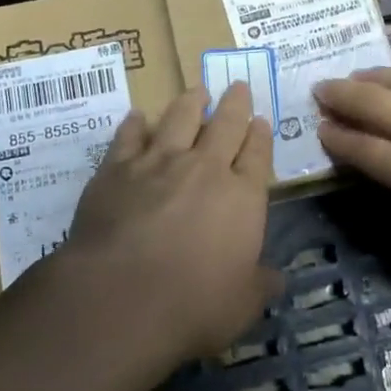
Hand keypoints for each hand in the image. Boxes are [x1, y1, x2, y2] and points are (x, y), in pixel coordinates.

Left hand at [64, 81, 279, 359]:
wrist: (120, 298)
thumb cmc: (194, 305)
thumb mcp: (244, 305)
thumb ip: (261, 284)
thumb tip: (275, 277)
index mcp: (242, 197)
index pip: (257, 155)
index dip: (261, 136)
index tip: (261, 120)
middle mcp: (204, 169)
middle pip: (225, 125)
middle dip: (235, 104)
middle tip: (238, 85)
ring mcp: (157, 164)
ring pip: (179, 119)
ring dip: (190, 102)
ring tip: (197, 91)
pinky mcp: (115, 170)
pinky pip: (128, 136)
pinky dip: (135, 124)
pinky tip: (137, 117)